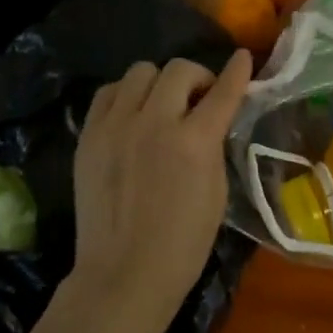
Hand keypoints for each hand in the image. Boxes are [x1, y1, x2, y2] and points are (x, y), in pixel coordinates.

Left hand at [69, 50, 254, 332]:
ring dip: (159, 83)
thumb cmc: (183, 243)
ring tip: (162, 106)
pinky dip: (126, 96)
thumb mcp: (217, 192)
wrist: (124, 274)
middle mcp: (154, 123)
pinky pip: (109, 92)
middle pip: (178, 69)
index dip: (238, 72)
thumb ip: (213, 145)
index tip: (243, 58)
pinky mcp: (89, 136)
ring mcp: (116, 126)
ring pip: (140, 72)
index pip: (223, 91)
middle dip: (197, 78)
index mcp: (194, 142)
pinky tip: (132, 115)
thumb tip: (211, 117)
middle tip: (199, 100)